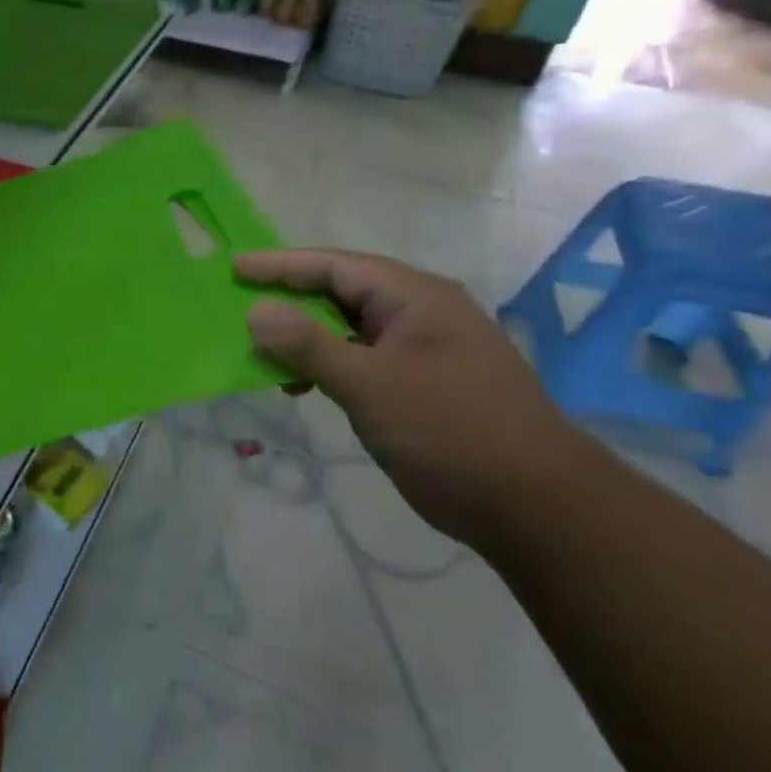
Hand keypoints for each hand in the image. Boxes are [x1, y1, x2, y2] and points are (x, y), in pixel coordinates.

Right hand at [236, 248, 586, 546]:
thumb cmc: (449, 430)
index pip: (335, 265)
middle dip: (289, 297)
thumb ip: (307, 344)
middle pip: (342, 290)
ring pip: (350, 326)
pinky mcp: (423, 382)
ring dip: (306, 336)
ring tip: (265, 352)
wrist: (537, 506)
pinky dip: (328, 364)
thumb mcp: (368, 384)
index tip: (234, 267)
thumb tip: (255, 310)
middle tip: (241, 303)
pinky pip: (362, 357)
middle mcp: (421, 312)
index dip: (280, 264)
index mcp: (415, 297)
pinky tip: (304, 384)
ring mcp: (425, 348)